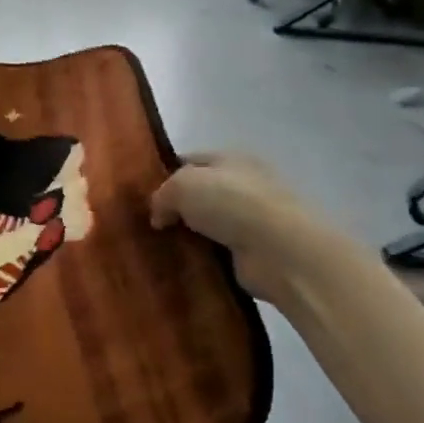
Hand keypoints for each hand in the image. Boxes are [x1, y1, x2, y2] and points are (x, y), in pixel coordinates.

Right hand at [149, 152, 374, 310]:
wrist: (281, 250)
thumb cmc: (231, 203)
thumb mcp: (182, 185)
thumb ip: (162, 195)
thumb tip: (159, 216)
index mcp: (231, 159)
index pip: (190, 160)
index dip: (165, 174)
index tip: (142, 195)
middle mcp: (244, 186)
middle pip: (199, 194)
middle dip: (175, 207)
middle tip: (147, 223)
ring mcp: (252, 220)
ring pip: (207, 224)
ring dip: (188, 235)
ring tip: (159, 246)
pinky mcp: (255, 253)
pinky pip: (218, 251)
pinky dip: (202, 257)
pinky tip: (182, 263)